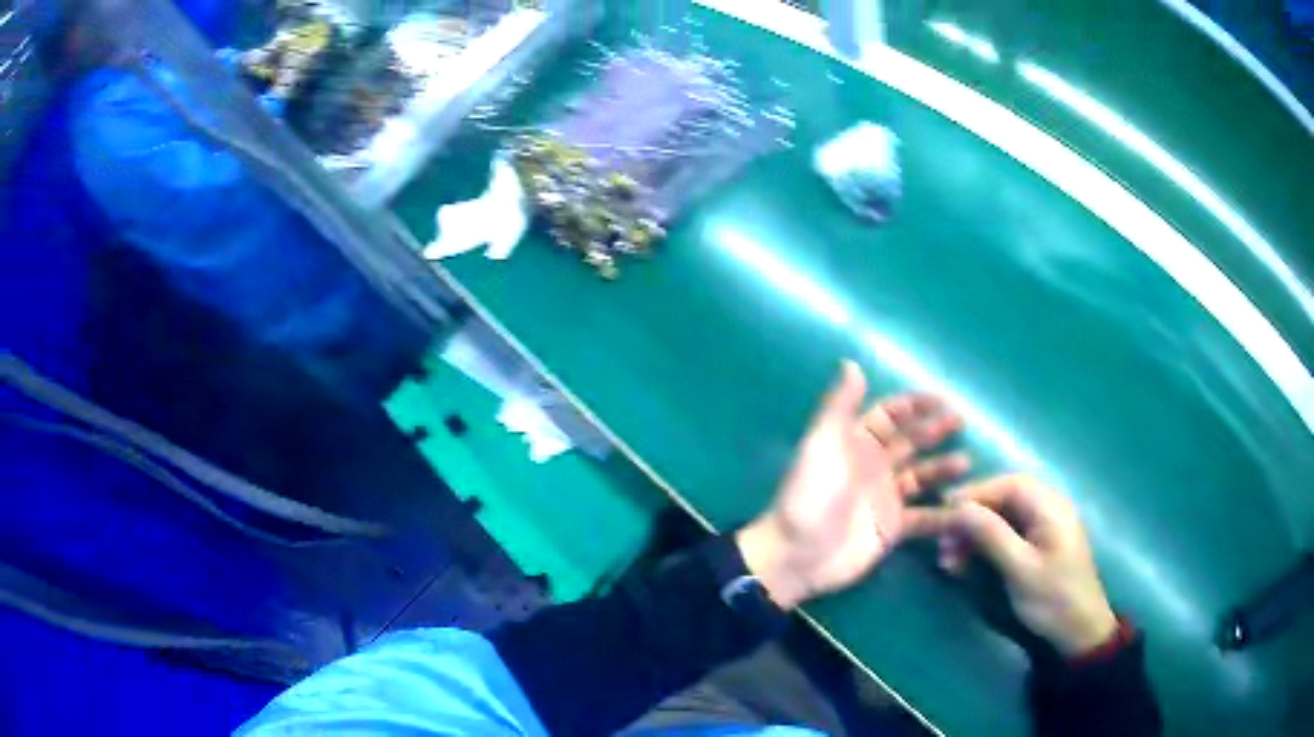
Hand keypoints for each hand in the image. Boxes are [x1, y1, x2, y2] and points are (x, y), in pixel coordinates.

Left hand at [737, 361, 968, 608]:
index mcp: (856, 443)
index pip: (890, 416)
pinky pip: (925, 517)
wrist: (797, 553)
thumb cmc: (810, 494)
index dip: (914, 405)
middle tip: (962, 421)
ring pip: (922, 477)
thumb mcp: (822, 444)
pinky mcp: (892, 528)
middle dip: (935, 430)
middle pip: (911, 442)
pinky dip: (944, 514)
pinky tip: (966, 509)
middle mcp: (874, 467)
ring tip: (966, 463)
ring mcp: (885, 499)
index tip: (942, 398)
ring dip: (943, 468)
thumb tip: (850, 363)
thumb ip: (840, 405)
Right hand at [906, 474, 1117, 656]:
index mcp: (1049, 505)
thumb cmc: (1052, 598)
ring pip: (1002, 517)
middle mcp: (1048, 506)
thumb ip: (990, 535)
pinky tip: (966, 564)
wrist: (1079, 630)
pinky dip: (985, 545)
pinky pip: (1007, 533)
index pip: (1006, 484)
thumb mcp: (1019, 569)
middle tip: (942, 542)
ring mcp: (1044, 525)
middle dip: (970, 518)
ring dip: (974, 534)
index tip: (941, 512)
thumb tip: (956, 508)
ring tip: (949, 559)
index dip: (973, 494)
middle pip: (1002, 498)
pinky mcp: (1039, 543)